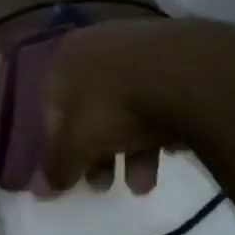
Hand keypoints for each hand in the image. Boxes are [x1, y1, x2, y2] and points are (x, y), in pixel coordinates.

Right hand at [42, 16, 234, 189]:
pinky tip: (171, 152)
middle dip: (96, 152)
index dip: (58, 146)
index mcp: (64, 56)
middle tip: (104, 185)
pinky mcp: (178, 57)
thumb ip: (58, 164)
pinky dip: (159, 127)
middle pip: (90, 108)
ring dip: (130, 150)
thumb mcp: (80, 141)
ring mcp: (139, 47)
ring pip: (126, 105)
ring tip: (143, 186)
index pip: (50, 107)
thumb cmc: (117, 104)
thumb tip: (42, 190)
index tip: (71, 177)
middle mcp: (96, 44)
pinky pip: (159, 98)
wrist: (192, 74)